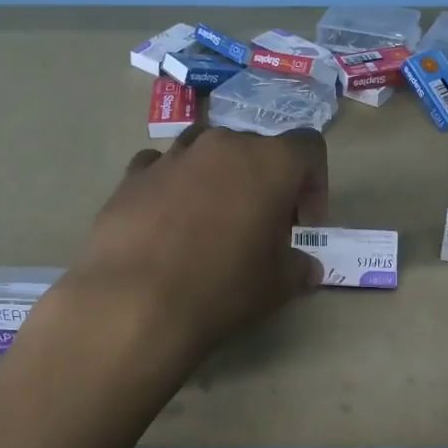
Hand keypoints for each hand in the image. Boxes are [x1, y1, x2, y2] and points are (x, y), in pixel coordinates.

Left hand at [64, 124, 327, 363]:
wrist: (135, 303)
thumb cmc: (222, 287)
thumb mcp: (277, 285)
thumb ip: (298, 267)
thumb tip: (306, 267)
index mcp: (269, 161)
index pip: (308, 148)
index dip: (314, 184)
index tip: (302, 225)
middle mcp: (223, 145)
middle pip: (256, 149)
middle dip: (264, 182)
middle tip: (260, 227)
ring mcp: (173, 155)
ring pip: (207, 150)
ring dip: (218, 177)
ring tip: (211, 221)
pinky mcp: (133, 175)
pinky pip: (163, 167)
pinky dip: (173, 185)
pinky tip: (167, 222)